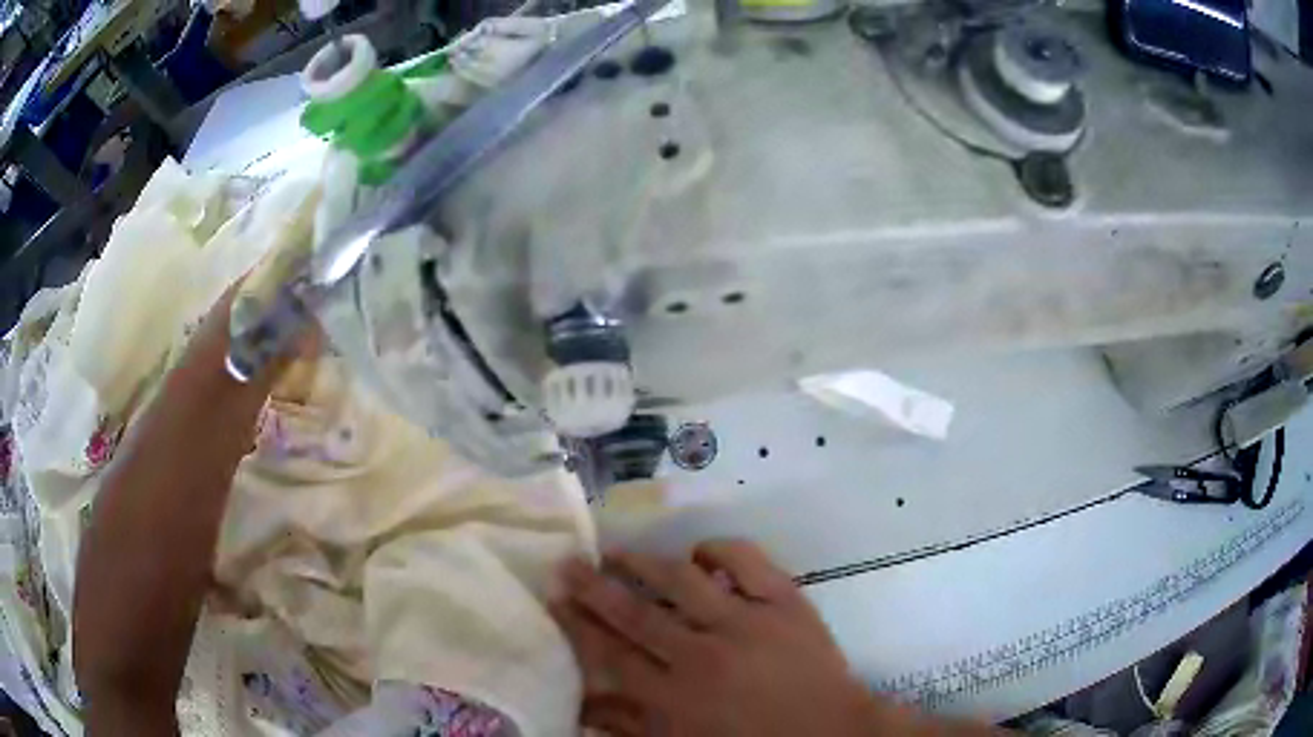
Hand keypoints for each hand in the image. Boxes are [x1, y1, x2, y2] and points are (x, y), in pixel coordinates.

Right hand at [552, 540, 876, 736]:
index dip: (579, 625)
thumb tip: (583, 708)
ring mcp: (747, 621)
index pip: (612, 653)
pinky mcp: (785, 602)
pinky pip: (746, 561)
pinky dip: (719, 549)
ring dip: (645, 563)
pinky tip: (700, 552)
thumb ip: (632, 728)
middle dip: (595, 587)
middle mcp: (704, 653)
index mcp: (677, 696)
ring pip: (682, 581)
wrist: (833, 732)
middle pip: (635, 613)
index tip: (555, 599)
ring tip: (618, 551)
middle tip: (568, 562)